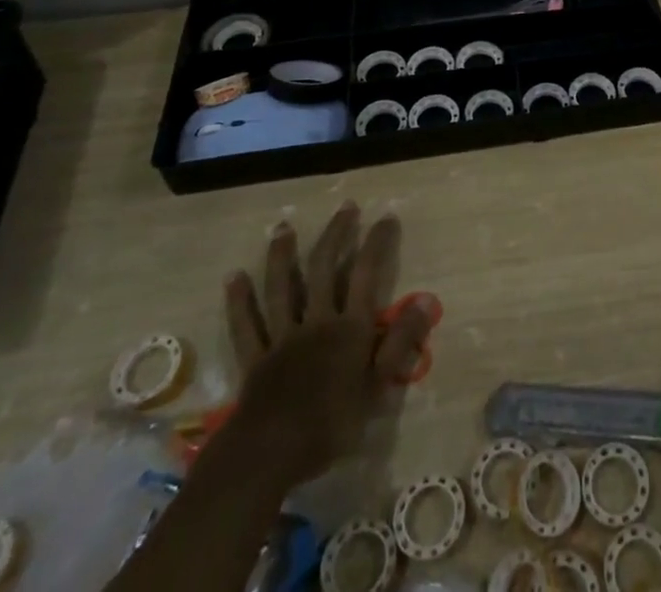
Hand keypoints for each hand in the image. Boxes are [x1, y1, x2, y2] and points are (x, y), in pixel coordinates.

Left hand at [220, 202, 436, 486]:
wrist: (270, 453)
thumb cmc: (331, 424)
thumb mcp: (378, 386)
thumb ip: (401, 341)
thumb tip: (426, 299)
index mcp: (349, 327)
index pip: (367, 273)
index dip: (377, 243)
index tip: (387, 217)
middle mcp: (316, 321)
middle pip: (324, 269)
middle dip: (336, 234)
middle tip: (345, 207)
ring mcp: (282, 337)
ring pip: (282, 288)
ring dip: (282, 255)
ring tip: (283, 227)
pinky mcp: (255, 359)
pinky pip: (246, 325)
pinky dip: (239, 301)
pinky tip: (234, 277)